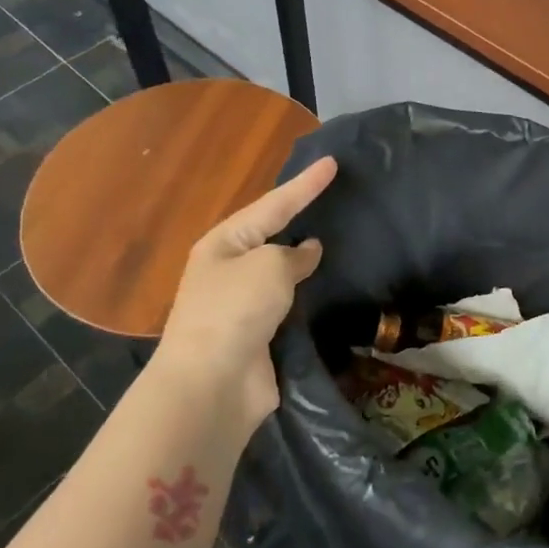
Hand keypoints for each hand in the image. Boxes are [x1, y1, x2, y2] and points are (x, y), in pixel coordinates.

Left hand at [150, 156, 337, 422]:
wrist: (212, 384)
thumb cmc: (235, 310)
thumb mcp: (269, 266)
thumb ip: (293, 255)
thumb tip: (308, 252)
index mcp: (224, 243)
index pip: (273, 204)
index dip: (305, 184)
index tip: (333, 163)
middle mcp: (229, 270)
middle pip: (272, 235)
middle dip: (299, 218)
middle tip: (332, 198)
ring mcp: (242, 305)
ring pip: (280, 272)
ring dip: (303, 260)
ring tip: (336, 241)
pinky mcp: (258, 336)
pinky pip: (288, 305)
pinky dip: (306, 295)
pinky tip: (327, 289)